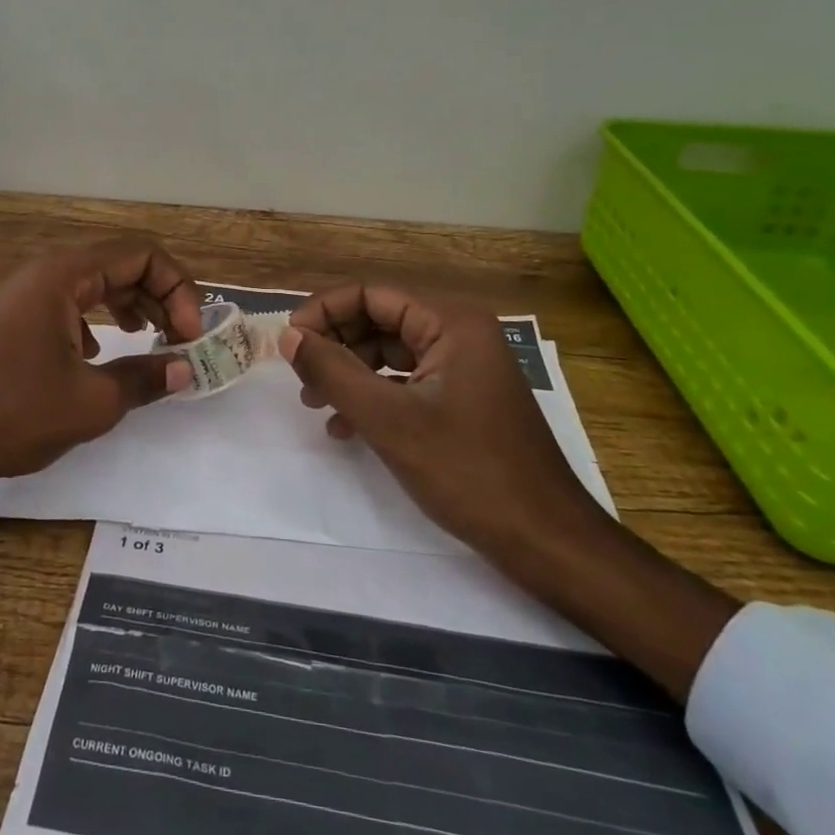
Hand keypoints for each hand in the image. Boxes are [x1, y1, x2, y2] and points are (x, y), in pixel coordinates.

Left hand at [0, 237, 203, 496]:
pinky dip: (98, 320)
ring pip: (96, 285)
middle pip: (120, 265)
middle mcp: (46, 273)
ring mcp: (26, 295)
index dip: (177, 289)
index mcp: (64, 275)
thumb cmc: (14, 412)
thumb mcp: (92, 402)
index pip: (141, 255)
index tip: (189, 335)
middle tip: (181, 339)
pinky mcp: (16, 319)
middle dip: (160, 297)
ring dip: (132, 307)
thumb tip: (185, 369)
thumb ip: (146, 378)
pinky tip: (101, 355)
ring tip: (152, 340)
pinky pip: (70, 304)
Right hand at [281, 285, 738, 701]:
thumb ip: (332, 372)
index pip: (371, 295)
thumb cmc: (468, 471)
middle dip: (334, 345)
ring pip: (389, 353)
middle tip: (299, 378)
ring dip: (349, 374)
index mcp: (451, 322)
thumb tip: (288, 335)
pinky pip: (406, 382)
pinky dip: (373, 397)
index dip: (323, 312)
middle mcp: (459, 333)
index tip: (288, 343)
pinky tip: (346, 427)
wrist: (546, 540)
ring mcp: (464, 367)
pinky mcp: (463, 398)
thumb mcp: (389, 420)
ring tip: (315, 404)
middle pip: (379, 321)